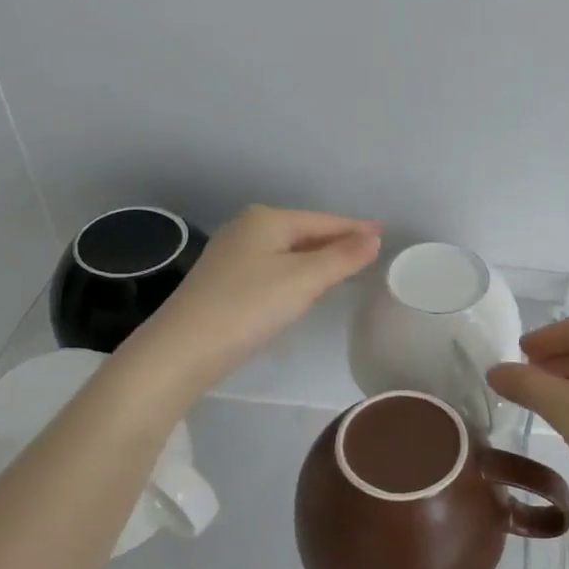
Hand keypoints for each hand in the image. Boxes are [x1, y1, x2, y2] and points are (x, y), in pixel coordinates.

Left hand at [124, 205, 380, 392]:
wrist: (184, 348)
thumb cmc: (249, 306)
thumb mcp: (304, 280)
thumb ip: (342, 257)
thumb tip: (373, 237)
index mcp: (267, 219)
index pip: (324, 221)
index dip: (356, 228)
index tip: (384, 233)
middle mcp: (247, 228)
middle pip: (305, 232)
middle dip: (337, 240)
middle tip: (370, 251)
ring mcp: (232, 254)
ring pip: (289, 251)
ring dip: (318, 257)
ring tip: (347, 266)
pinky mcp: (225, 280)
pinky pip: (274, 267)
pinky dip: (297, 272)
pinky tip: (305, 286)